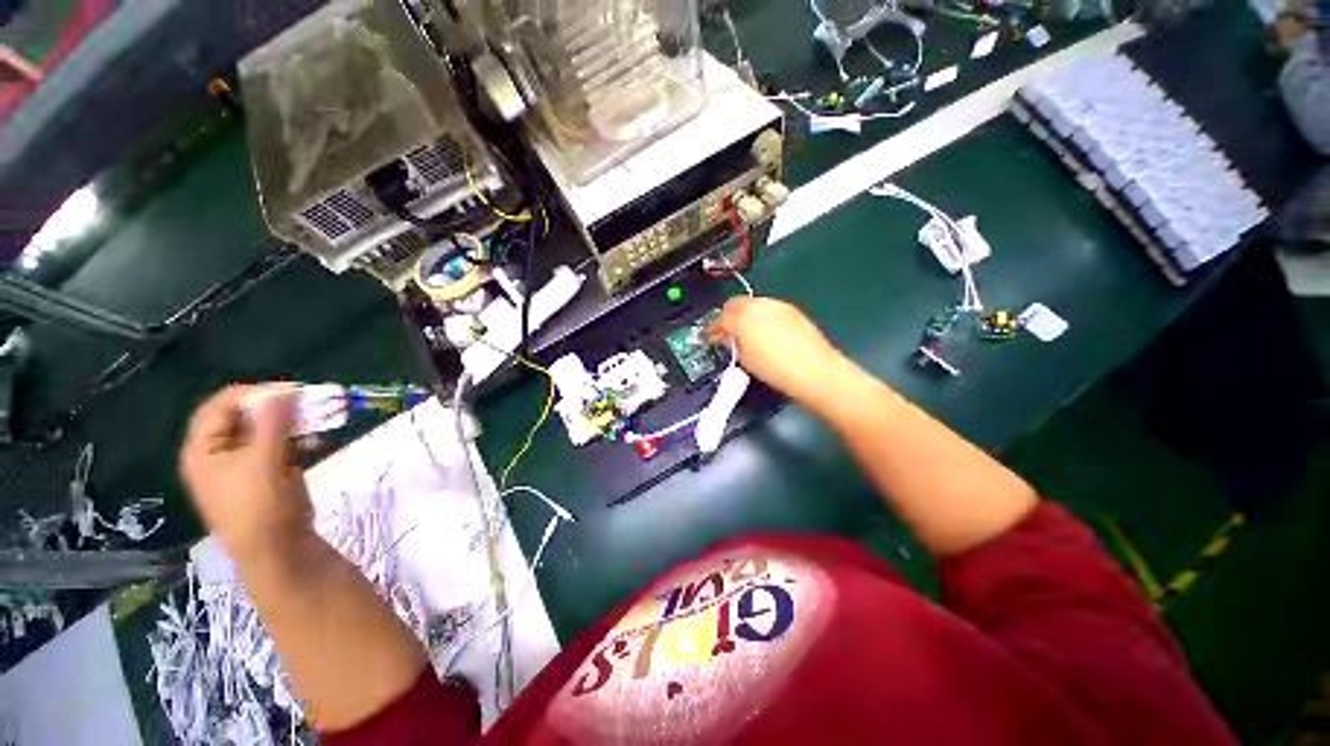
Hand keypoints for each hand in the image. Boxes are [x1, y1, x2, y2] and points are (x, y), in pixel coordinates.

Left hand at [180, 385, 312, 562]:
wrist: (277, 550)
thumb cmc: (261, 504)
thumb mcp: (266, 459)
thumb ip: (274, 422)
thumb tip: (285, 390)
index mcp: (203, 450)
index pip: (221, 406)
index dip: (253, 394)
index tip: (290, 391)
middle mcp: (218, 454)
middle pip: (244, 418)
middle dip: (277, 408)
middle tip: (308, 403)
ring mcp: (242, 466)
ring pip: (265, 432)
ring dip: (291, 424)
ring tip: (318, 422)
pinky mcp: (265, 475)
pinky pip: (278, 448)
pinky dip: (297, 442)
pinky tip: (318, 443)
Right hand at [710, 297, 854, 405]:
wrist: (815, 371)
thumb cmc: (775, 369)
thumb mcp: (746, 360)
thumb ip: (732, 344)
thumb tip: (725, 337)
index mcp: (742, 318)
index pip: (720, 318)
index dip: (714, 329)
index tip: (712, 338)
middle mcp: (758, 305)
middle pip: (735, 304)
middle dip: (728, 316)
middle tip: (728, 334)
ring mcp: (776, 305)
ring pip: (753, 304)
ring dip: (745, 315)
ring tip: (748, 334)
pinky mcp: (791, 309)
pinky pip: (769, 308)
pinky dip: (762, 316)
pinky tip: (767, 333)